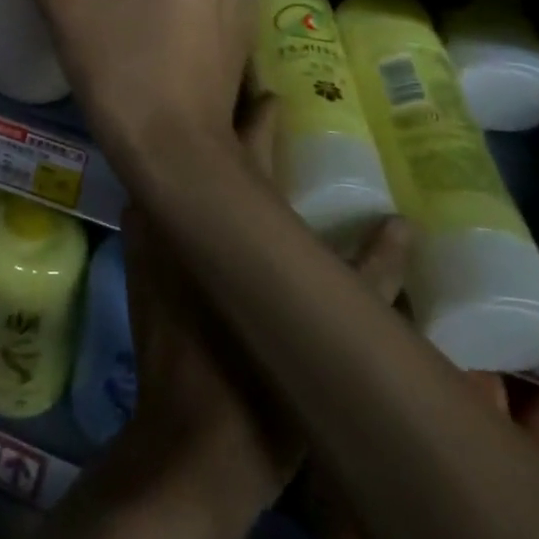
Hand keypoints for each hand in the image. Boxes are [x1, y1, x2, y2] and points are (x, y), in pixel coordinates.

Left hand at [117, 101, 415, 538]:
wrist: (189, 447)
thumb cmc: (263, 391)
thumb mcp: (327, 333)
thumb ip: (370, 274)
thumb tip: (403, 223)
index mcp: (229, 223)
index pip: (244, 146)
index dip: (258, 115)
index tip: (270, 92)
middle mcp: (181, 215)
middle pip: (201, 154)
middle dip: (222, 127)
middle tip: (245, 107)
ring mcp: (150, 235)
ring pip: (174, 176)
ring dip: (197, 160)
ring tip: (222, 144)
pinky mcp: (135, 259)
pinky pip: (155, 205)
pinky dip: (175, 190)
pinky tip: (196, 196)